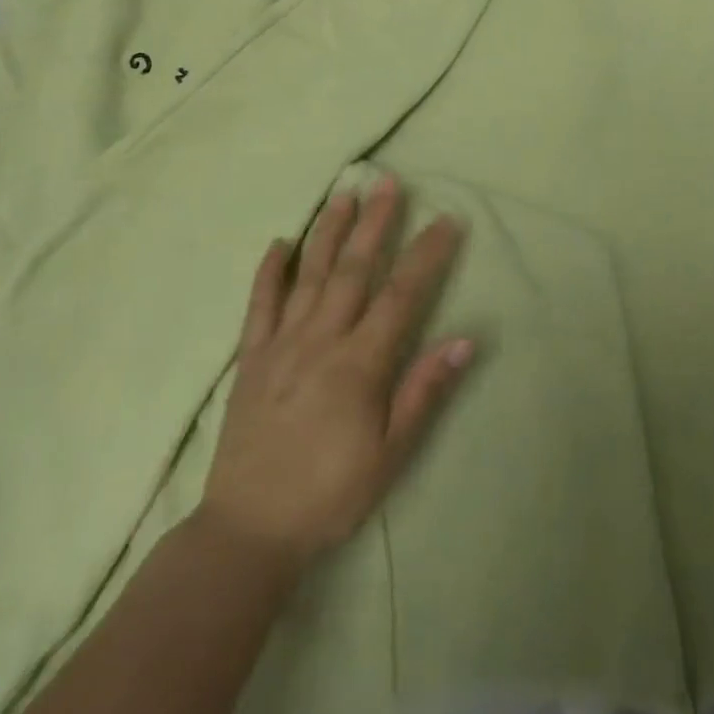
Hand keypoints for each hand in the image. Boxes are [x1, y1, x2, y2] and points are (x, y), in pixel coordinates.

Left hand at [200, 178, 473, 569]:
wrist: (248, 531)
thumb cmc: (330, 494)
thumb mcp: (390, 454)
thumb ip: (424, 391)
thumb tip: (464, 339)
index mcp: (359, 363)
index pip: (402, 294)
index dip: (427, 254)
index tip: (447, 220)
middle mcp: (320, 340)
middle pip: (353, 269)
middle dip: (375, 222)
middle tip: (389, 182)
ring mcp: (280, 345)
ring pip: (309, 275)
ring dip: (329, 231)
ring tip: (344, 194)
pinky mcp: (250, 359)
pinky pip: (259, 305)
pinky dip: (269, 271)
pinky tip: (279, 242)